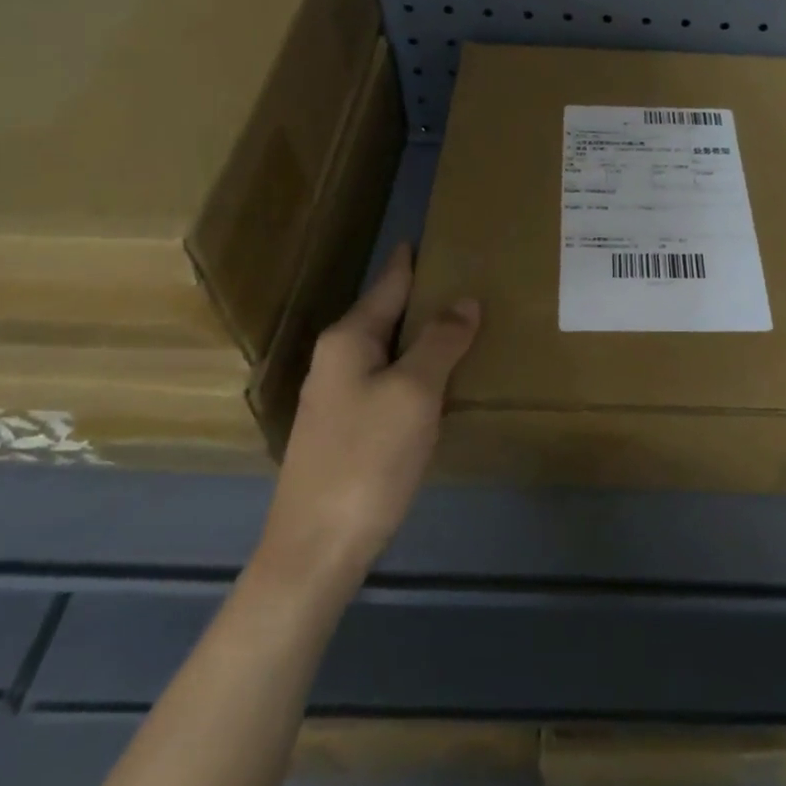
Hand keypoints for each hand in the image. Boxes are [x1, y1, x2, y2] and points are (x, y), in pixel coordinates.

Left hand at [256, 244, 479, 588]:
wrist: (317, 549)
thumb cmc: (367, 458)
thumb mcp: (414, 392)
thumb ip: (440, 341)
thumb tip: (465, 300)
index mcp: (348, 340)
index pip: (388, 284)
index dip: (411, 260)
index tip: (431, 236)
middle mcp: (337, 360)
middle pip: (387, 315)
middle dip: (423, 298)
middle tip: (468, 280)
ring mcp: (337, 397)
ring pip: (388, 351)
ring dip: (422, 336)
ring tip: (463, 324)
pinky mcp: (346, 430)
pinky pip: (388, 381)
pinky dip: (416, 371)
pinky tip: (440, 380)